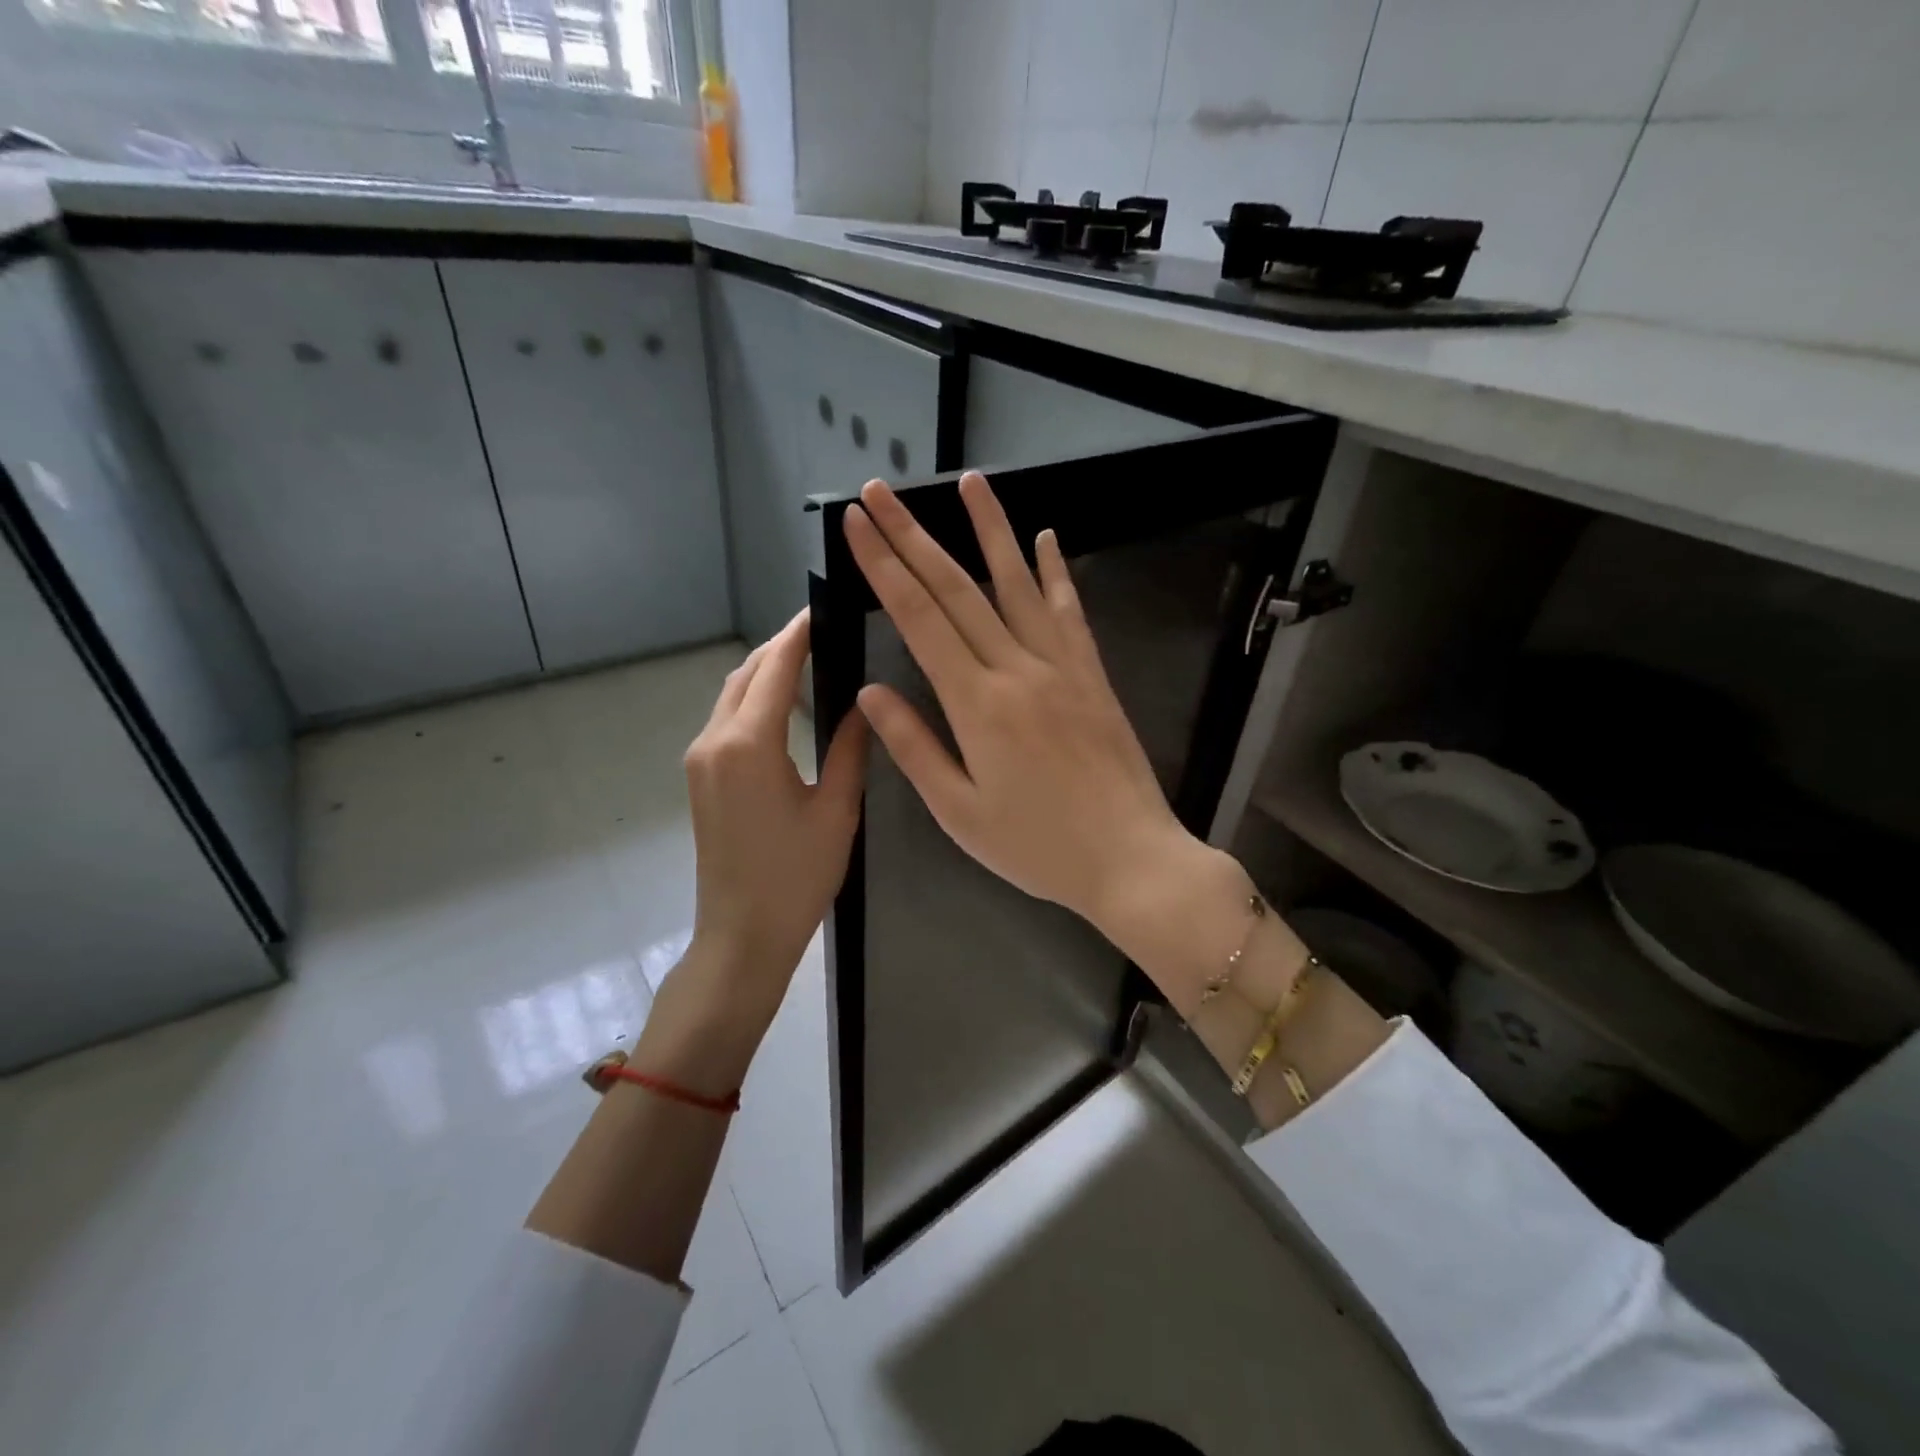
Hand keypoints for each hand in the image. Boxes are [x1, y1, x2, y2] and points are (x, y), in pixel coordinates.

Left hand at [681, 610, 867, 1028]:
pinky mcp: (700, 777)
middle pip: (746, 674)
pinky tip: (786, 705)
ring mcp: (700, 759)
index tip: (824, 607)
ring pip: (732, 694)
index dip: (799, 634)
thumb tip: (867, 704)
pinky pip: (726, 720)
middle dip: (781, 647)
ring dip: (766, 672)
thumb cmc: (796, 877)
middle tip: (824, 632)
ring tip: (810, 660)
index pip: (775, 668)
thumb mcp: (836, 811)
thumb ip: (849, 749)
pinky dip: (754, 700)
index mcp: (749, 745)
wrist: (742, 935)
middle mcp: (714, 741)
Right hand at [842, 472, 1197, 940]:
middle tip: (880, 492)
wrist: (1131, 859)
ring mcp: (1061, 666)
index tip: (857, 526)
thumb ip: (914, 747)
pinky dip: (1053, 571)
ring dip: (988, 530)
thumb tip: (871, 692)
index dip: (883, 567)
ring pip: (1016, 584)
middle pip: (956, 589)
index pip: (919, 619)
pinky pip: (1069, 611)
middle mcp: (1017, 669)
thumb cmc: (1038, 847)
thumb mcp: (960, 812)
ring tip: (968, 481)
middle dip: (913, 536)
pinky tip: (1044, 537)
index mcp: (976, 704)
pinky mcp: (1092, 674)